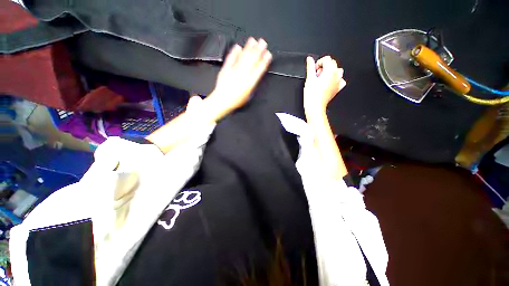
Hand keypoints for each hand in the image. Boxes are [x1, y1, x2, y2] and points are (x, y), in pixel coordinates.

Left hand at [208, 37, 271, 112]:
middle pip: (252, 60)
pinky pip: (231, 59)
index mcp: (250, 82)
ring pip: (243, 57)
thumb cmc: (236, 100)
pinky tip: (238, 47)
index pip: (259, 69)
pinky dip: (234, 52)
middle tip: (263, 42)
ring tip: (253, 41)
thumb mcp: (248, 95)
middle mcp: (243, 75)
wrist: (223, 100)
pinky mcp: (226, 69)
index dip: (264, 61)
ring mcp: (234, 70)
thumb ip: (252, 84)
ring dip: (249, 48)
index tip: (268, 54)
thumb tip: (255, 76)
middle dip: (258, 50)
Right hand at [304, 56, 345, 111]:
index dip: (319, 63)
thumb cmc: (312, 96)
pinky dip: (335, 80)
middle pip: (332, 63)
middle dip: (324, 67)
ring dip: (330, 72)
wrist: (315, 107)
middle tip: (316, 75)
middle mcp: (336, 76)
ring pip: (337, 71)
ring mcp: (338, 82)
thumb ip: (310, 67)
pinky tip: (328, 83)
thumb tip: (309, 59)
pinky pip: (340, 80)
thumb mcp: (309, 79)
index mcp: (330, 71)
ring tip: (322, 79)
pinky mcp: (337, 89)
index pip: (327, 59)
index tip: (314, 70)